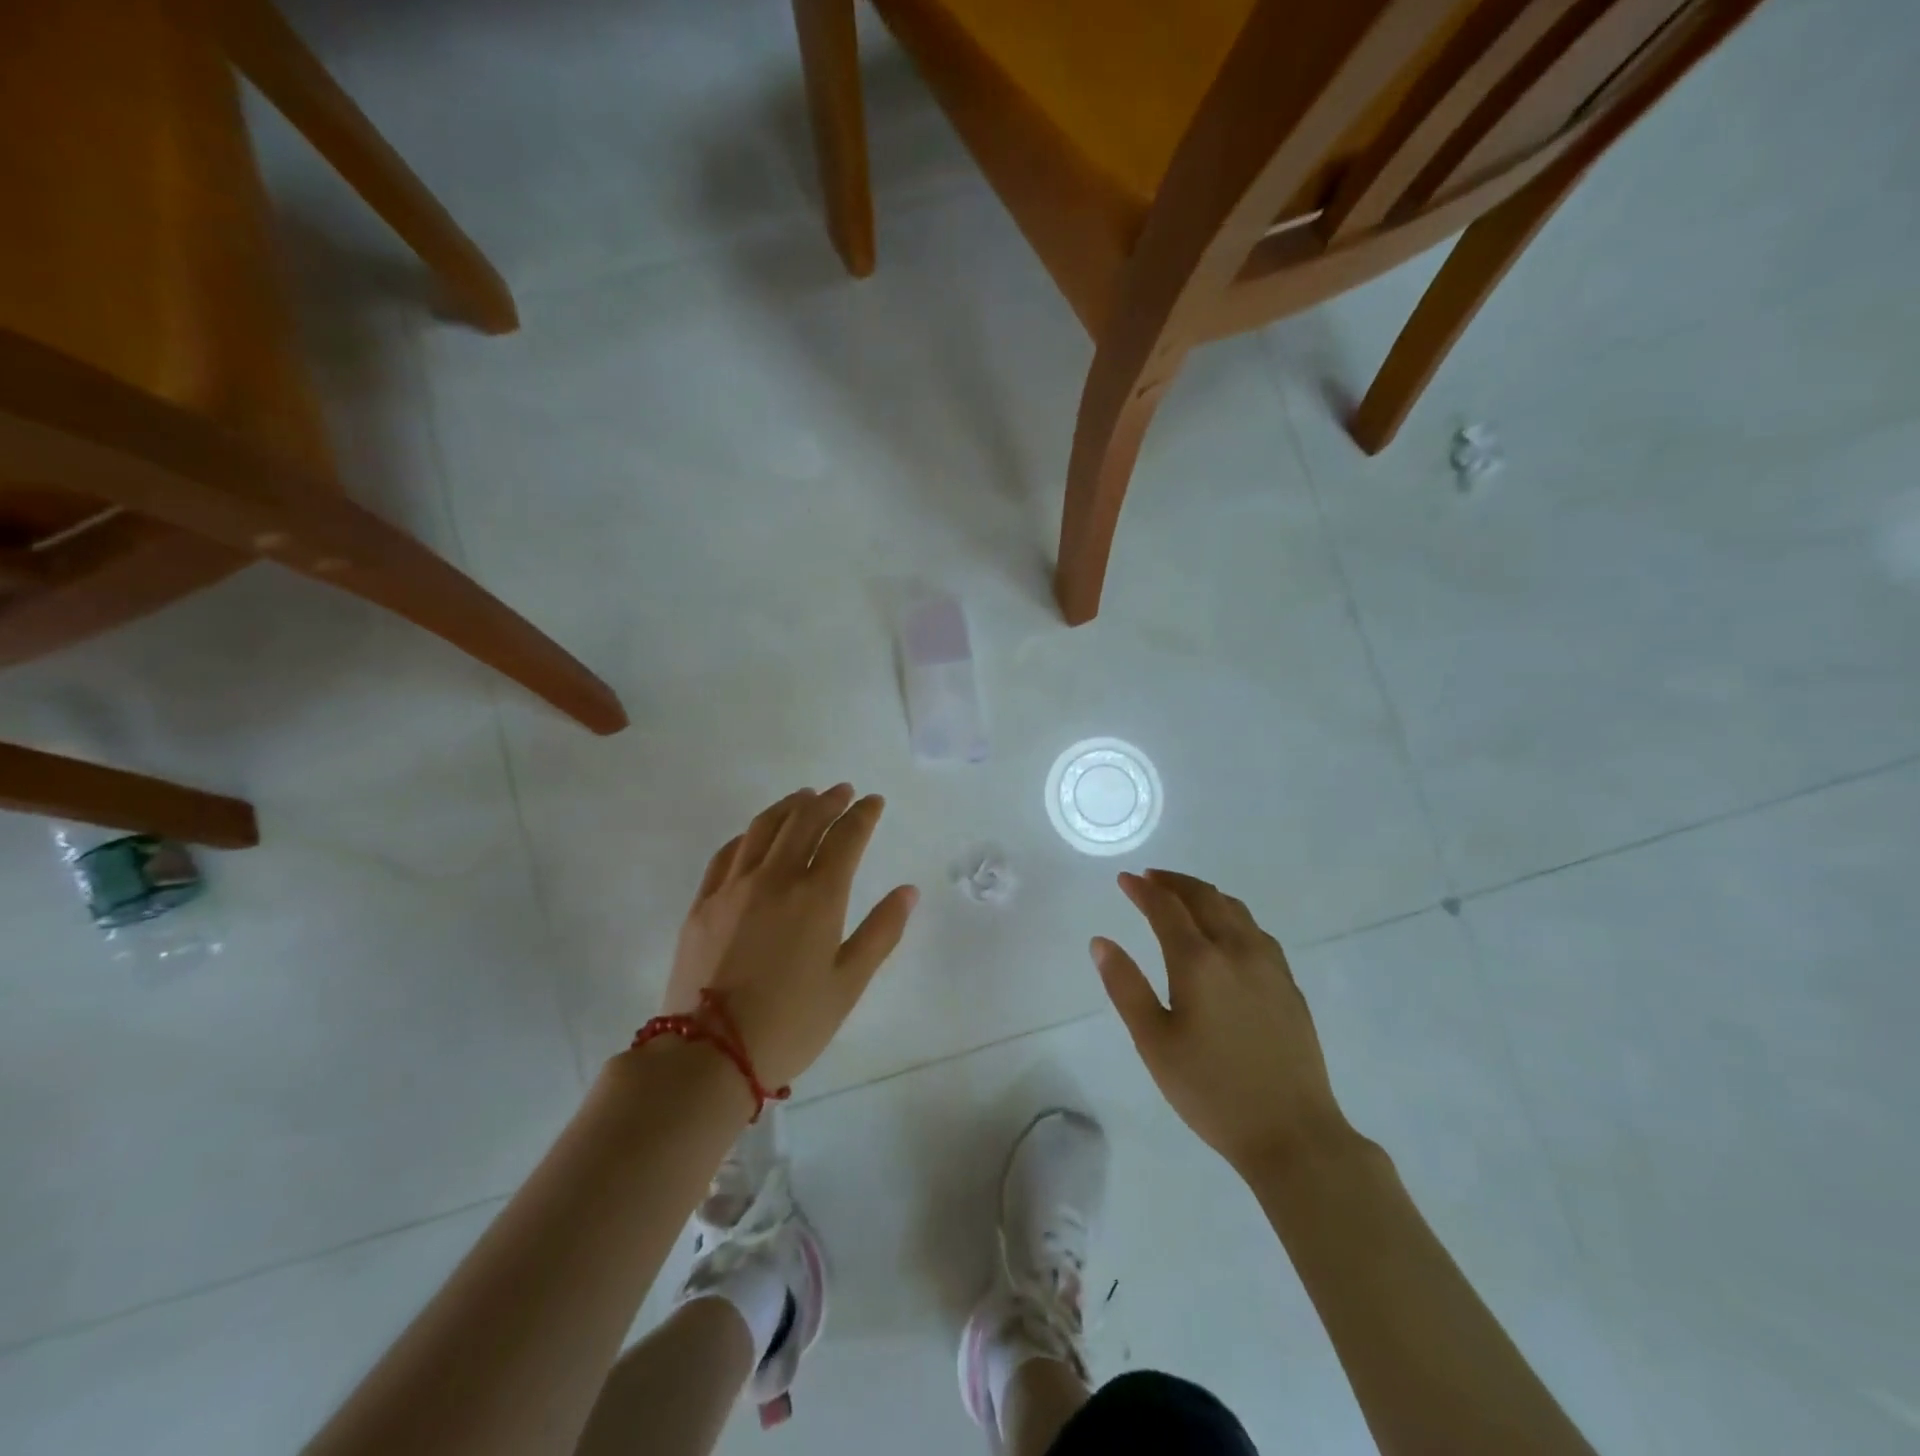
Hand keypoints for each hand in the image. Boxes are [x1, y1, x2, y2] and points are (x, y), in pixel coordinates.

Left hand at [663, 785, 918, 1086]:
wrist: (710, 1055)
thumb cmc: (791, 1023)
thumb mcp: (849, 984)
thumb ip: (881, 932)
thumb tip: (907, 891)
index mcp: (817, 896)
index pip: (846, 837)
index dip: (863, 814)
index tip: (873, 801)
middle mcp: (775, 878)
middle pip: (804, 821)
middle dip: (828, 801)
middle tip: (842, 791)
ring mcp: (734, 887)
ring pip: (763, 828)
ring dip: (788, 806)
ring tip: (803, 797)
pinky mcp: (703, 903)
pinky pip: (728, 853)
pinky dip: (748, 834)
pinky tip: (755, 834)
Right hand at [1092, 870, 1349, 1174]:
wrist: (1293, 1134)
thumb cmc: (1211, 1091)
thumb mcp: (1154, 1043)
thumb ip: (1125, 987)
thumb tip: (1101, 942)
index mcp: (1198, 961)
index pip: (1166, 908)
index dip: (1142, 890)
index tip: (1124, 879)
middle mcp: (1236, 950)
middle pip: (1204, 897)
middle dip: (1173, 882)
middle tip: (1150, 878)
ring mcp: (1269, 965)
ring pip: (1235, 909)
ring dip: (1204, 894)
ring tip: (1183, 896)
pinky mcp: (1289, 984)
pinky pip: (1256, 930)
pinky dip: (1232, 914)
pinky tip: (1227, 930)